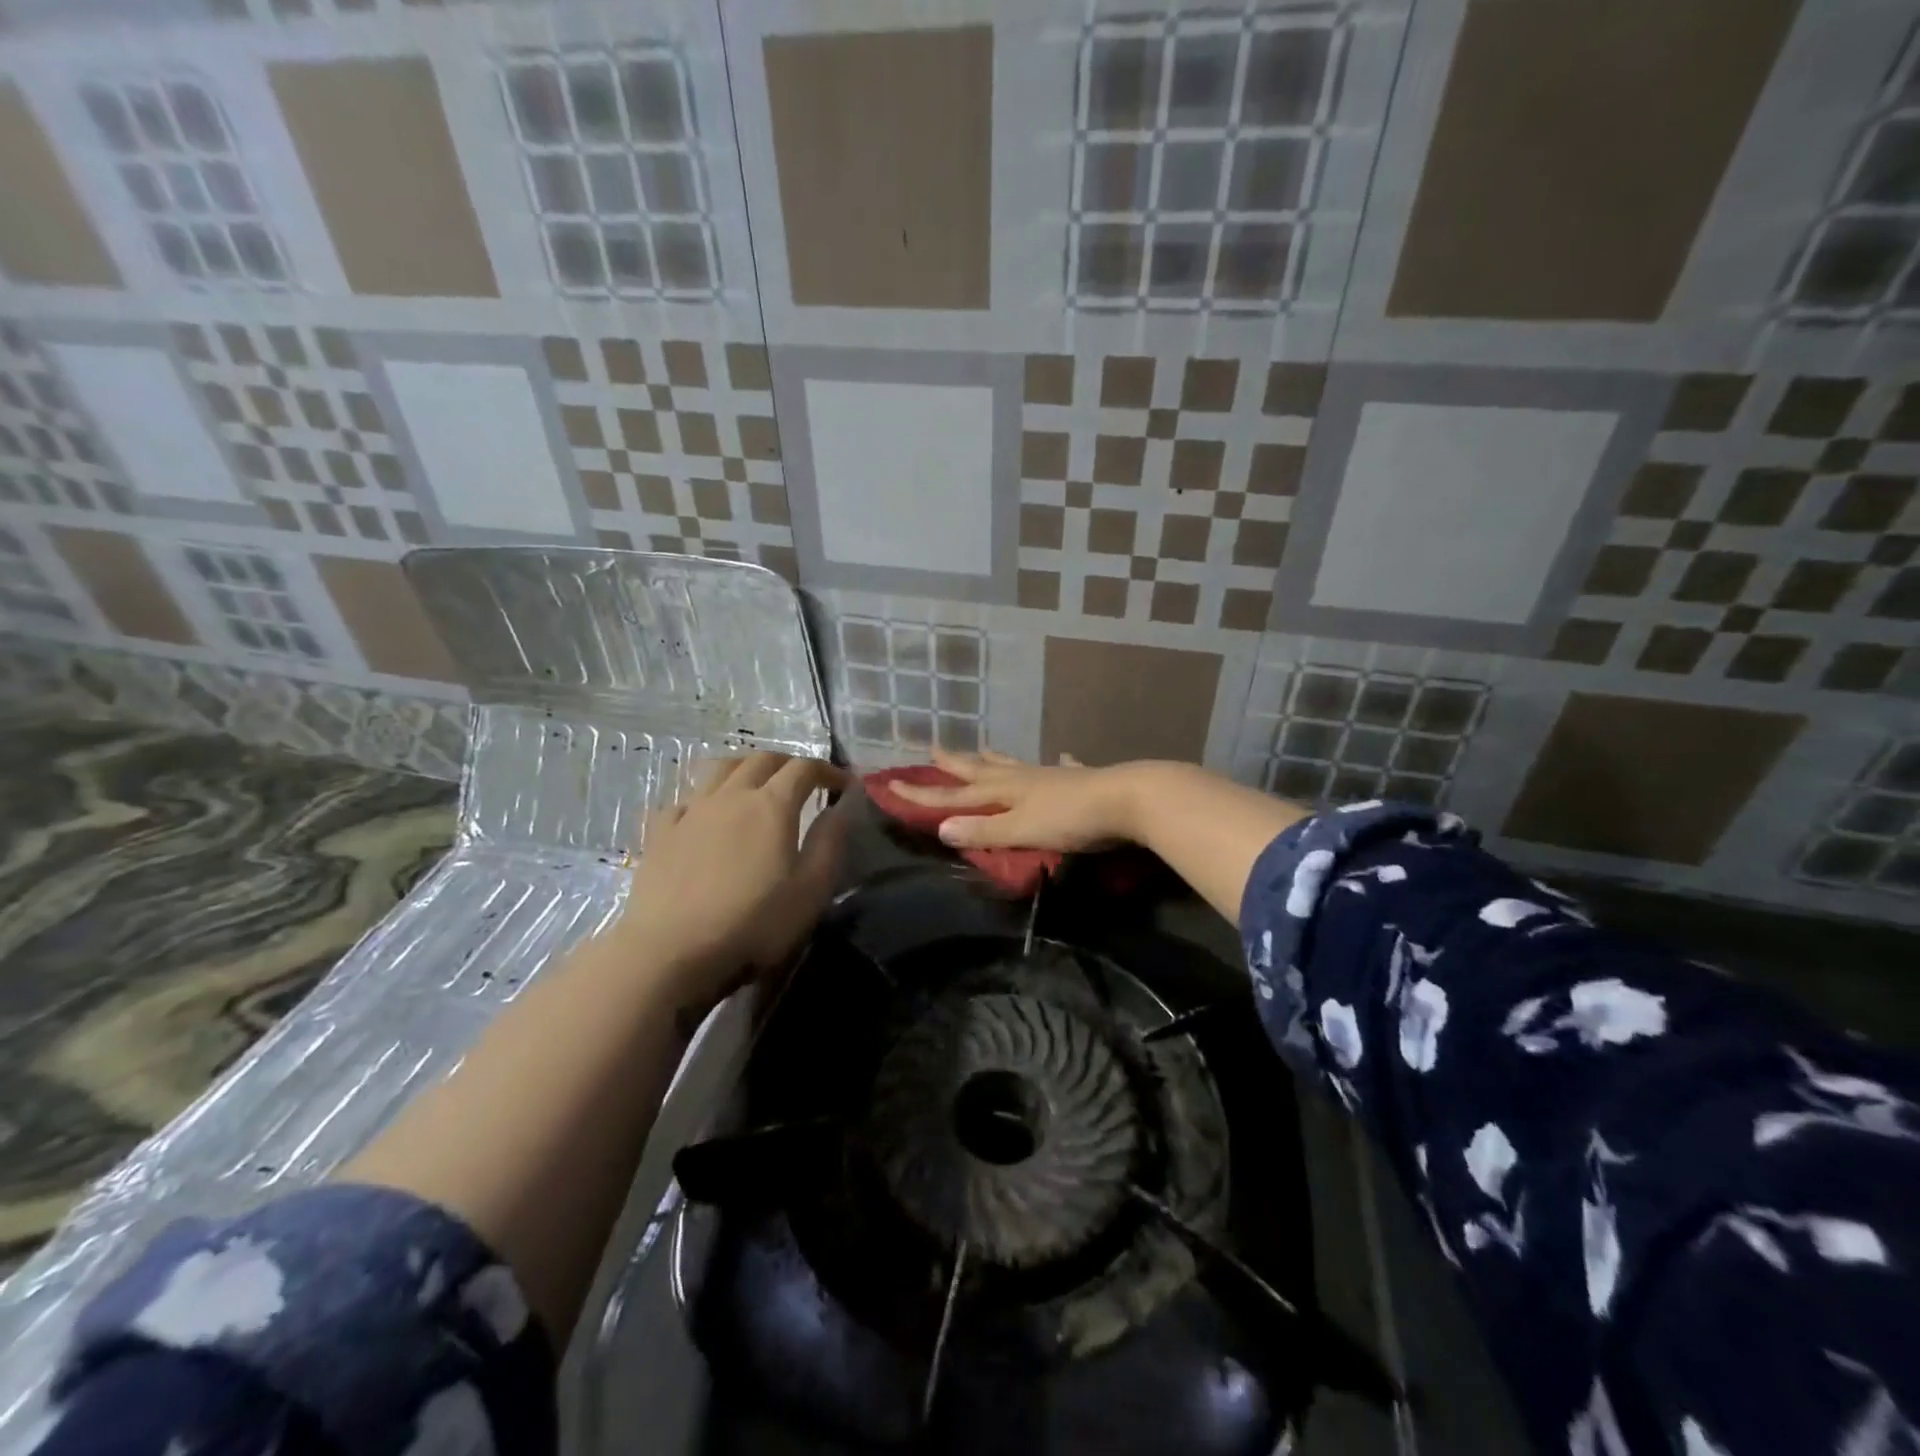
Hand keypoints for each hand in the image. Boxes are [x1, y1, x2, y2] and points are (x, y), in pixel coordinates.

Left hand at [612, 751, 848, 1007]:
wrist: (671, 950)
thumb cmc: (752, 923)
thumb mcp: (811, 890)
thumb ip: (829, 843)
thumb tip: (840, 808)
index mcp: (772, 805)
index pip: (804, 768)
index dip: (828, 770)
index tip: (844, 785)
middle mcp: (731, 796)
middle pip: (762, 760)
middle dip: (788, 763)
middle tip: (803, 781)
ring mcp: (691, 811)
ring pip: (720, 769)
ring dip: (745, 767)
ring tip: (755, 784)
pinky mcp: (660, 833)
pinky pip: (684, 800)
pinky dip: (703, 799)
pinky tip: (704, 816)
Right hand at [886, 749, 1146, 852]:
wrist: (1128, 799)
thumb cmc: (1071, 819)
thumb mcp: (1021, 830)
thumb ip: (984, 831)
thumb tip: (940, 828)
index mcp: (1005, 791)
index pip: (954, 796)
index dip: (923, 794)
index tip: (891, 785)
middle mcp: (1023, 777)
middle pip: (981, 770)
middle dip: (955, 764)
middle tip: (934, 749)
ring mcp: (1052, 775)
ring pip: (1015, 764)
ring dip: (995, 759)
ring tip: (982, 749)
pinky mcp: (1080, 779)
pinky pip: (1062, 767)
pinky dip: (1058, 762)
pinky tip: (1064, 756)